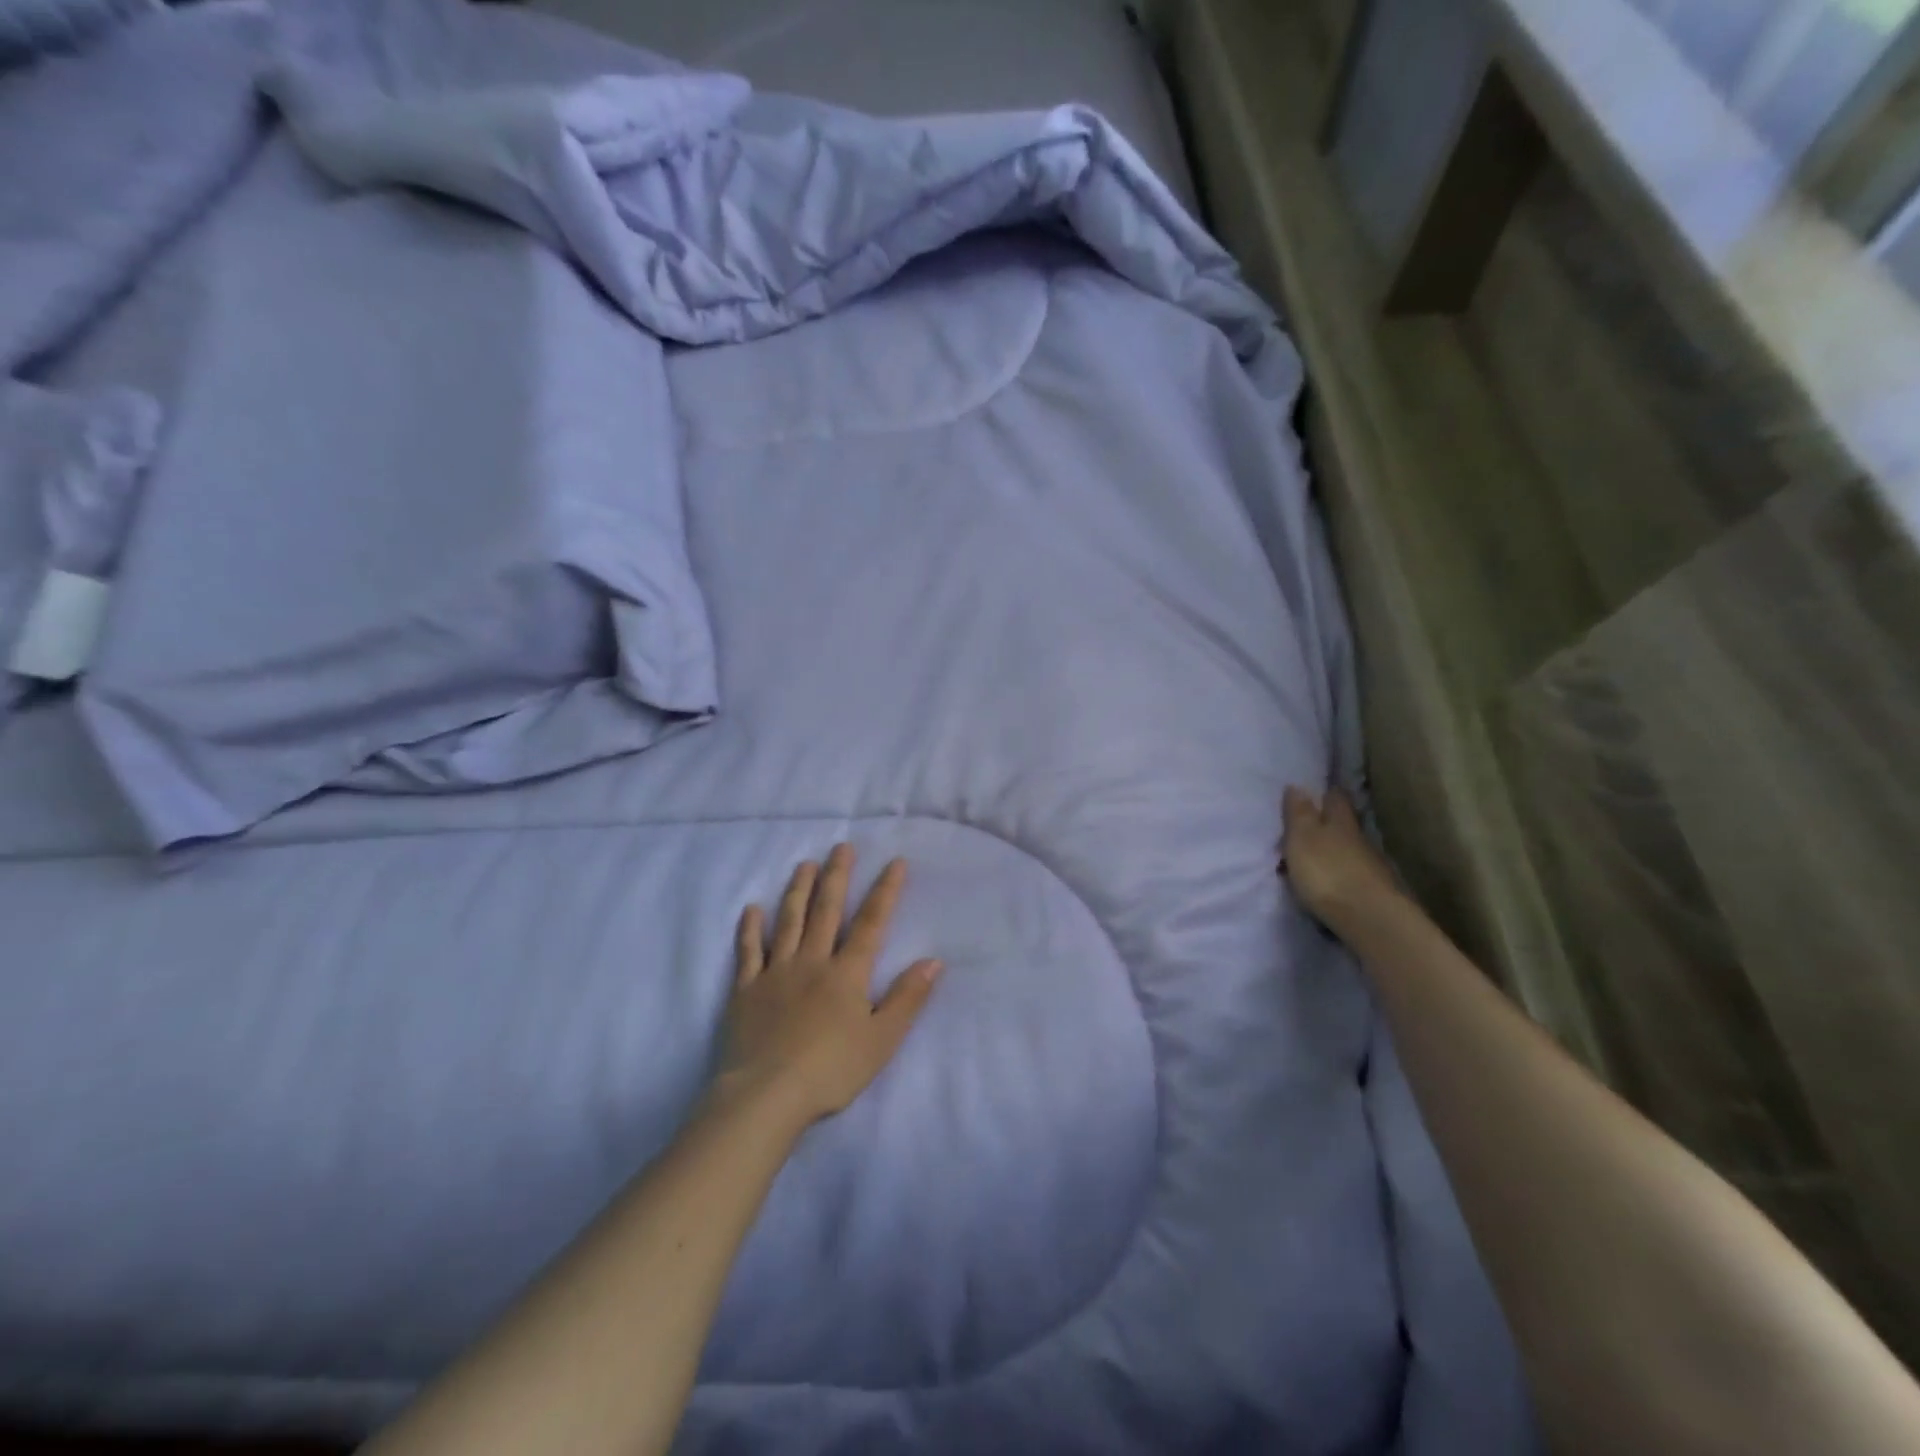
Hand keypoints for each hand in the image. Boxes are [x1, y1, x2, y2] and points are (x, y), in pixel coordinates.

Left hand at [715, 845, 941, 1131]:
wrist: (765, 1095)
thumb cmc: (830, 1071)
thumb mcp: (881, 1041)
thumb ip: (907, 999)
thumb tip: (934, 960)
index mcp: (847, 974)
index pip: (871, 923)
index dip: (885, 891)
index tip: (895, 862)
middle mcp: (812, 962)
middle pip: (826, 911)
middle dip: (837, 877)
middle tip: (841, 846)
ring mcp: (775, 972)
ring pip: (788, 922)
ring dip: (798, 890)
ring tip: (805, 864)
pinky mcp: (745, 989)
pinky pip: (748, 952)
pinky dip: (750, 929)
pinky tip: (752, 909)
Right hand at [1282, 786, 1402, 928]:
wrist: (1369, 918)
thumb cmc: (1327, 872)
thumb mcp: (1302, 838)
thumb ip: (1299, 813)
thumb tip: (1298, 785)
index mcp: (1340, 822)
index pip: (1335, 799)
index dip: (1327, 793)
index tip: (1320, 789)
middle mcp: (1359, 839)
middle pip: (1345, 823)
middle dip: (1331, 820)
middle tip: (1313, 819)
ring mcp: (1370, 866)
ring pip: (1349, 849)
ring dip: (1335, 849)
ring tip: (1316, 853)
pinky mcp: (1373, 891)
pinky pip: (1353, 873)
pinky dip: (1341, 871)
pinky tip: (1331, 878)